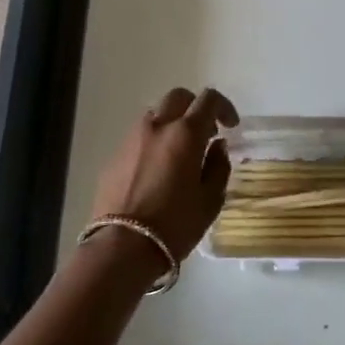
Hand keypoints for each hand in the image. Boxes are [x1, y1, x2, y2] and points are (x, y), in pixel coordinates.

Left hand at [91, 87, 238, 261]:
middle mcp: (156, 127)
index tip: (231, 126)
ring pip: (155, 114)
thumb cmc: (175, 225)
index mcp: (185, 134)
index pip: (208, 100)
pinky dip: (153, 140)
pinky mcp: (114, 156)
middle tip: (206, 132)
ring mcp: (131, 139)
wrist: (122, 247)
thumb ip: (218, 167)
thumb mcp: (210, 200)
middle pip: (178, 97)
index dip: (224, 107)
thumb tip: (217, 146)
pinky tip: (158, 168)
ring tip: (180, 150)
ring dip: (172, 122)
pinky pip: (138, 136)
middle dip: (195, 107)